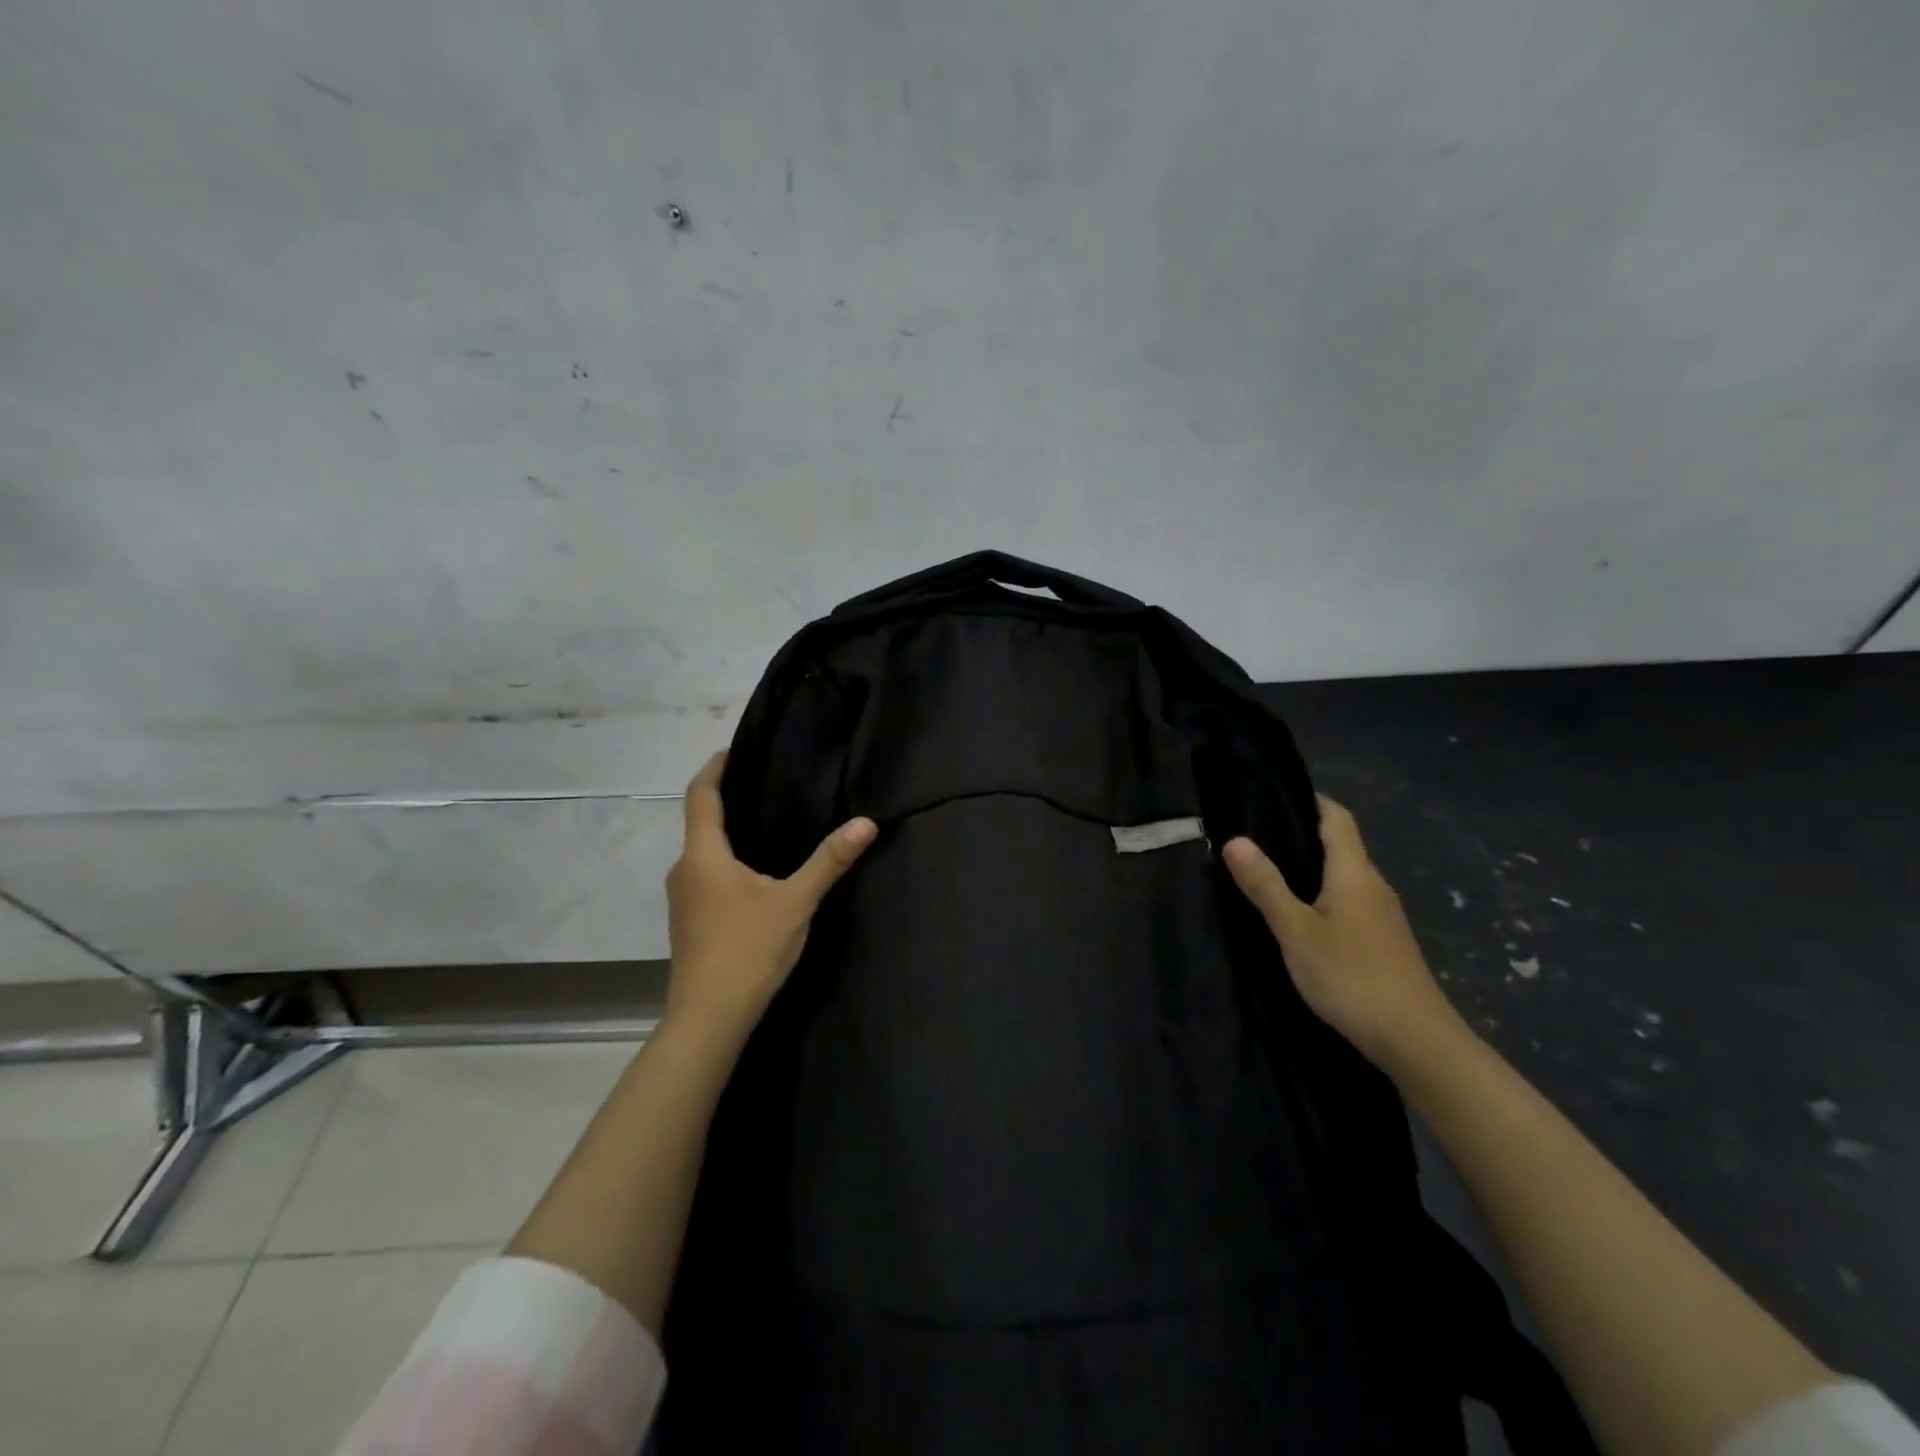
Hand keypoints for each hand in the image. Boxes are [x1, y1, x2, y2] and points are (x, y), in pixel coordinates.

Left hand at [664, 752, 876, 1037]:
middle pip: (699, 822)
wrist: (709, 1017)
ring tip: (763, 824)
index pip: (700, 795)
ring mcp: (682, 899)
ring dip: (726, 833)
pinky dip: (724, 861)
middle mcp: (684, 870)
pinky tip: (753, 874)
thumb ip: (829, 861)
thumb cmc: (748, 949)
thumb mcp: (796, 902)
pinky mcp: (689, 922)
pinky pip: (705, 875)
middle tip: (763, 784)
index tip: (733, 750)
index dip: (715, 768)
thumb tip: (866, 823)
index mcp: (703, 856)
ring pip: (702, 852)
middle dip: (726, 799)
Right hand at [1223, 795, 1466, 1069]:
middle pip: (1340, 845)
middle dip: (1301, 834)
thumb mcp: (1296, 931)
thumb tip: (1235, 839)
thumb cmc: (1352, 977)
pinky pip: (1349, 901)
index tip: (1273, 795)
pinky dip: (1323, 895)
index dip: (1310, 800)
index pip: (1337, 818)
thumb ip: (1266, 886)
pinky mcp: (1384, 942)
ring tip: (1268, 871)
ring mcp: (1383, 916)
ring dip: (1311, 867)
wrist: (1417, 1042)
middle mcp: (1374, 885)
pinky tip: (1300, 915)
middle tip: (1255, 833)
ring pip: (1344, 876)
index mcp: (1355, 873)